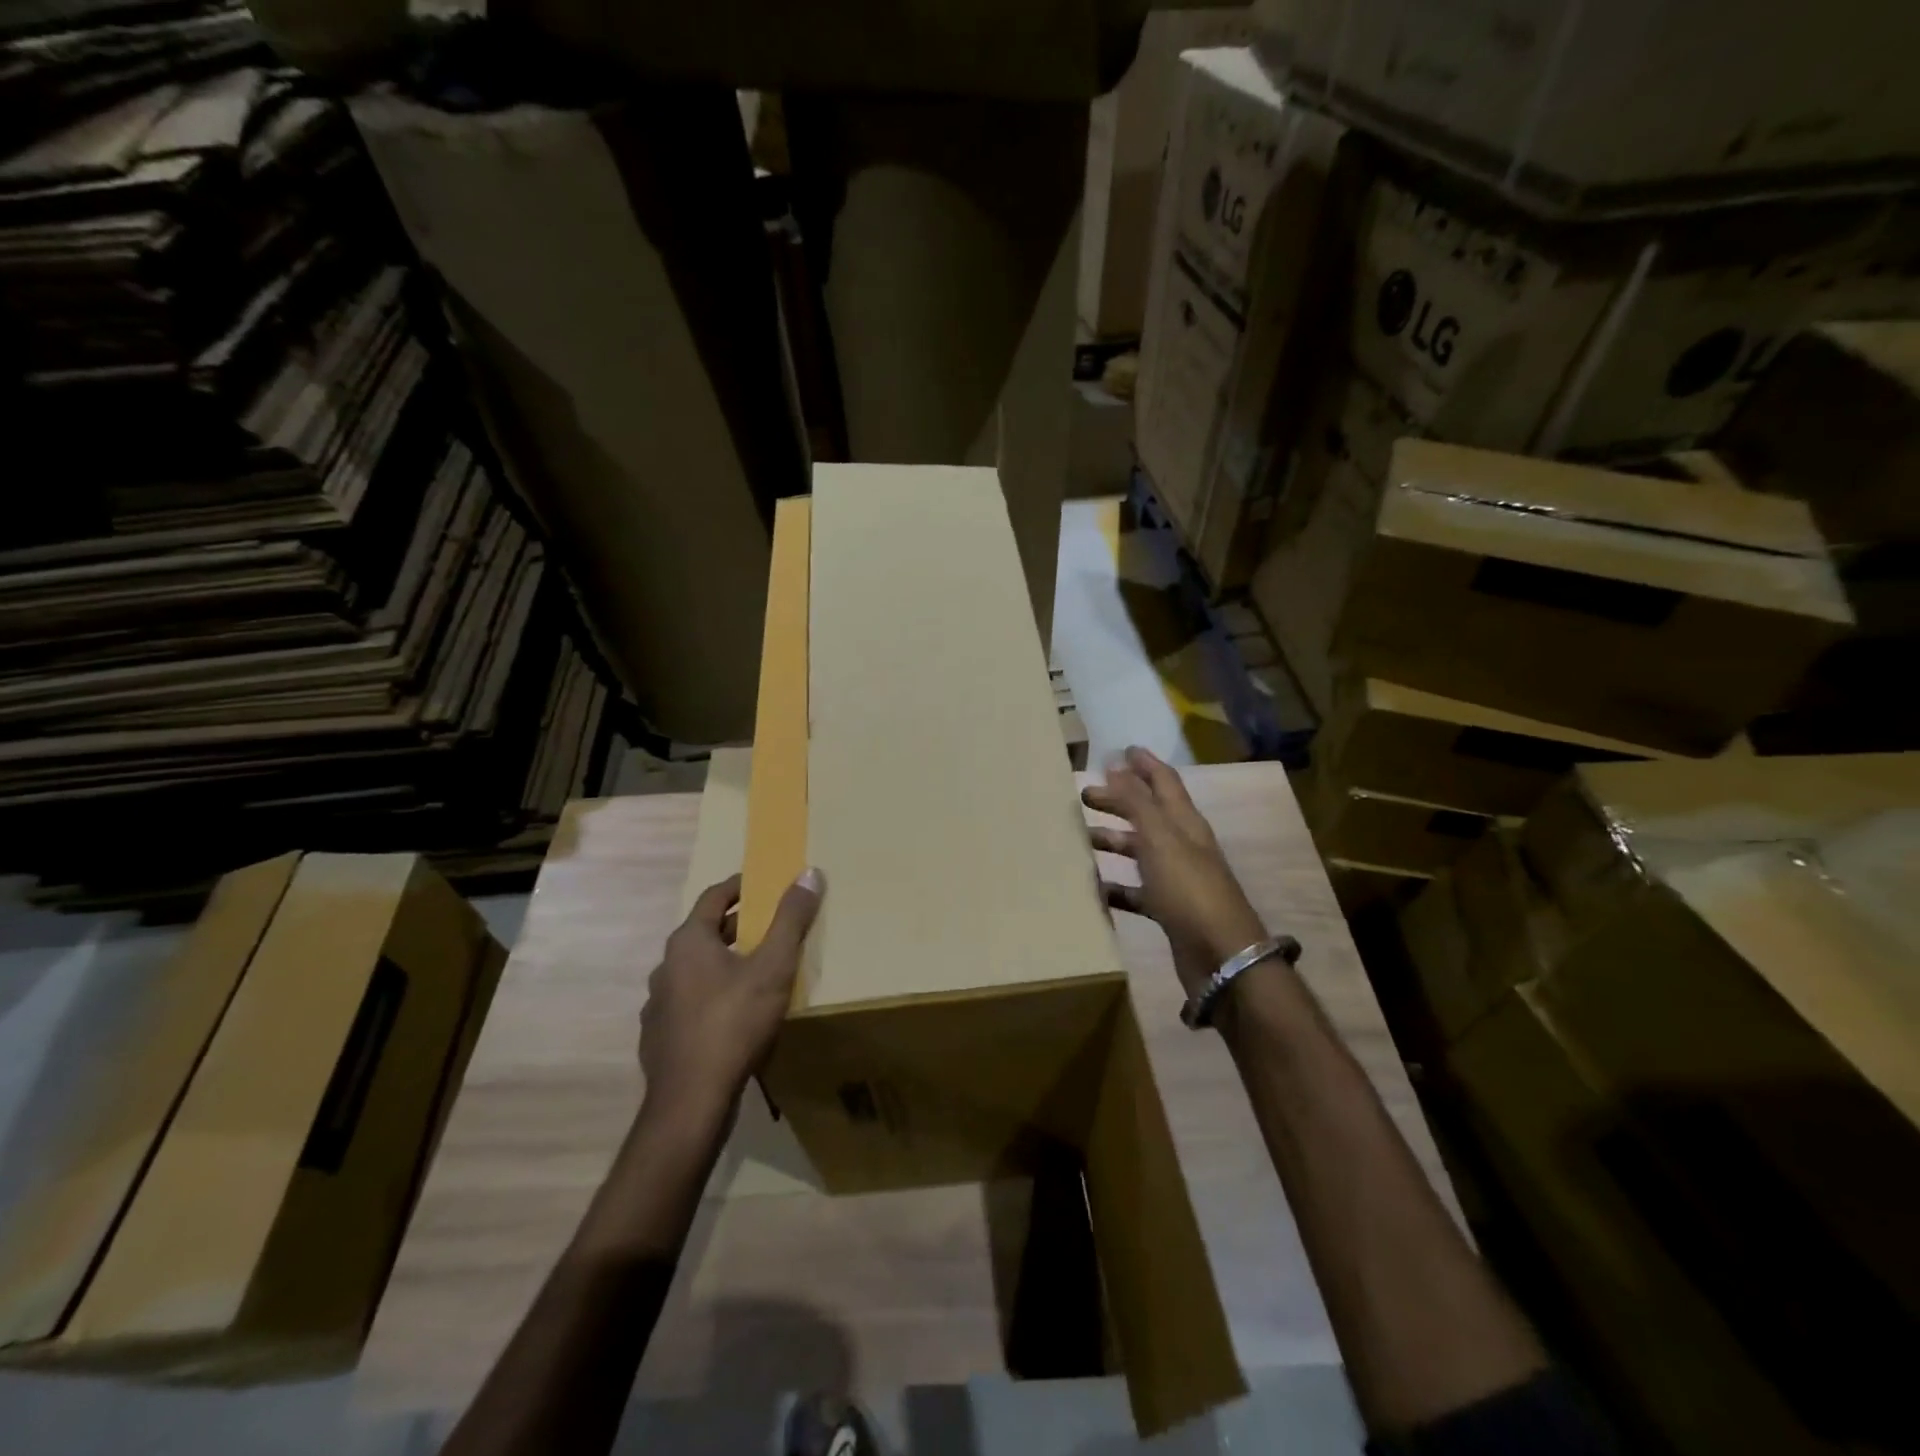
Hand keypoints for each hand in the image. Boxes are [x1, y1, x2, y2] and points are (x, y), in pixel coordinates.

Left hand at [639, 868, 822, 1125]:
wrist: (690, 1103)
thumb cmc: (733, 1023)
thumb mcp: (773, 967)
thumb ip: (791, 919)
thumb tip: (810, 873)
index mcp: (688, 942)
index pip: (714, 897)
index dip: (740, 886)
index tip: (764, 883)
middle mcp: (666, 967)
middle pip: (706, 933)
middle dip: (739, 926)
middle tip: (772, 926)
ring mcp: (659, 1005)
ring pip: (697, 971)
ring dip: (725, 963)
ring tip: (758, 971)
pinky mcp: (660, 1038)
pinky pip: (691, 1004)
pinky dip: (714, 997)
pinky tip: (735, 1015)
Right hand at [1083, 746, 1266, 997]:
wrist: (1221, 957)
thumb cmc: (1189, 890)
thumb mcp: (1160, 838)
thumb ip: (1136, 801)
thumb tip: (1116, 764)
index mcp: (1184, 823)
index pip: (1164, 782)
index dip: (1144, 764)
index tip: (1121, 750)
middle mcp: (1182, 846)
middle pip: (1147, 814)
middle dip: (1119, 801)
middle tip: (1084, 795)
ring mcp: (1176, 879)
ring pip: (1139, 851)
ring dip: (1113, 841)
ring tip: (1081, 837)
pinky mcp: (1169, 911)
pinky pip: (1136, 891)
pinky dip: (1115, 886)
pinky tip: (1093, 887)